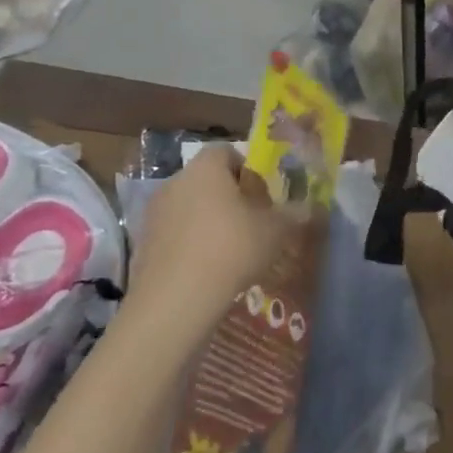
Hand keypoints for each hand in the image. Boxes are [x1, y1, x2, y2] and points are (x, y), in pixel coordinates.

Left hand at [130, 145, 301, 331]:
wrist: (175, 301)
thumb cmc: (231, 249)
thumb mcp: (275, 231)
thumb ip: (294, 214)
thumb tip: (309, 207)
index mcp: (206, 168)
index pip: (227, 152)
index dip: (248, 169)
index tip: (263, 195)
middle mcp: (176, 181)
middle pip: (207, 179)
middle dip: (229, 196)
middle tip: (252, 222)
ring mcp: (154, 213)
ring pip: (189, 207)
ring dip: (208, 221)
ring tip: (231, 251)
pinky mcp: (143, 244)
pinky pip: (174, 234)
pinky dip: (190, 244)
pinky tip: (207, 269)